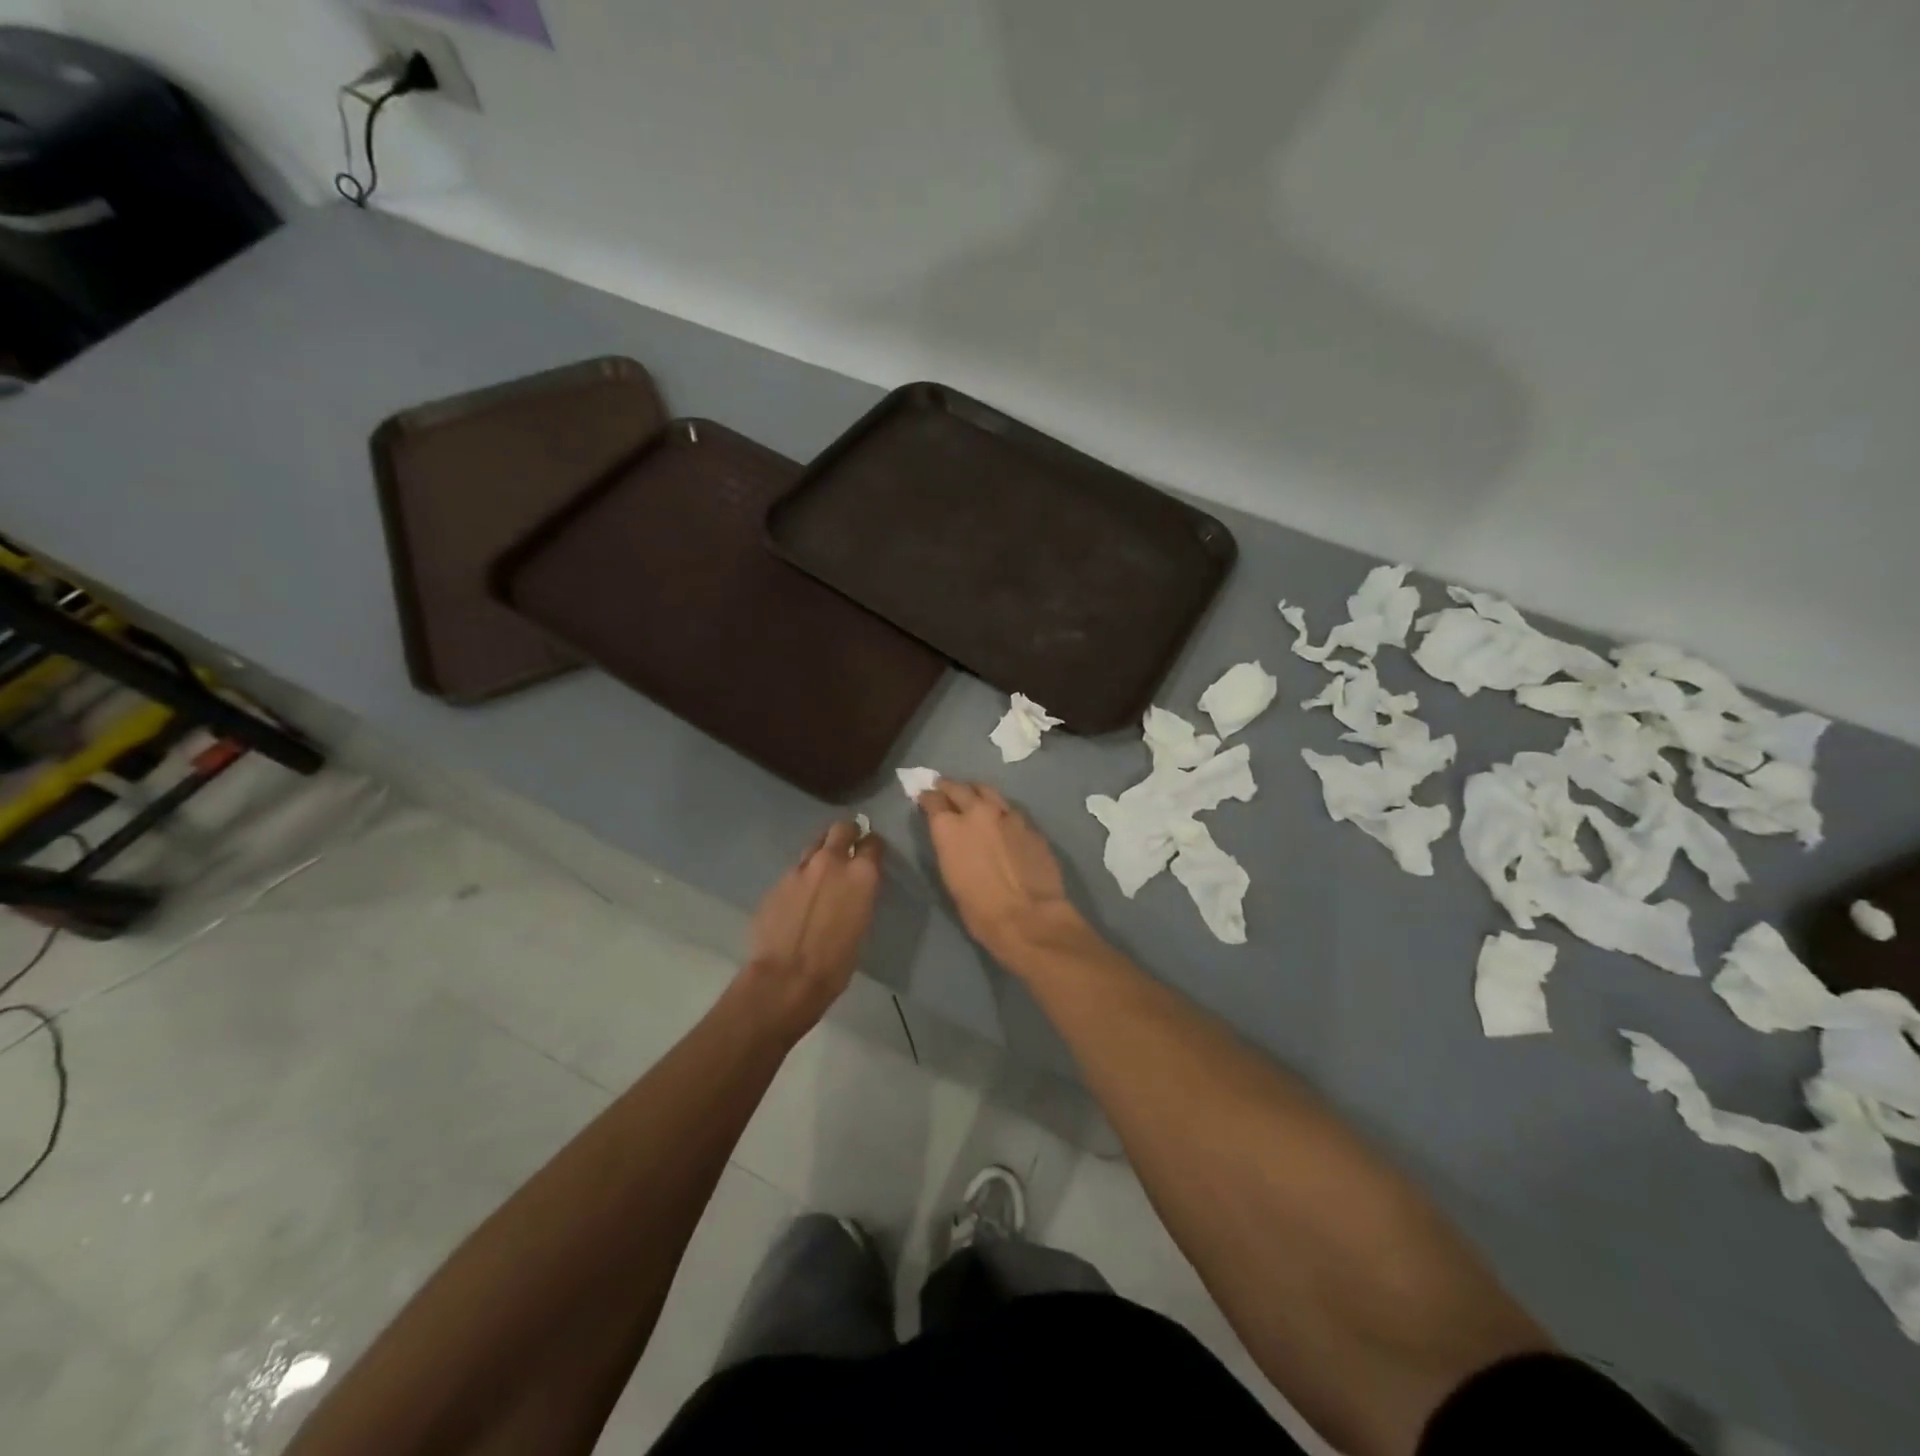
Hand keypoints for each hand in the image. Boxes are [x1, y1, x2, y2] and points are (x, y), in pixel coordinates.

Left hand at [742, 821, 881, 1037]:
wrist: (787, 978)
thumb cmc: (837, 961)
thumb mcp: (862, 923)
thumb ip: (859, 894)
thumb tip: (855, 886)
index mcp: (861, 873)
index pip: (873, 842)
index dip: (872, 846)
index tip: (871, 853)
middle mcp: (831, 861)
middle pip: (841, 829)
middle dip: (846, 834)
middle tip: (847, 847)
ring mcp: (800, 869)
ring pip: (814, 846)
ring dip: (821, 854)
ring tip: (820, 874)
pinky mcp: (777, 882)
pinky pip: (794, 871)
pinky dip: (800, 878)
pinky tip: (798, 898)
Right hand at [918, 780, 1087, 969]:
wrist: (1028, 917)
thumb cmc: (979, 909)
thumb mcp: (951, 877)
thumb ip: (949, 847)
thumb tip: (951, 837)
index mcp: (950, 827)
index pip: (932, 800)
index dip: (927, 798)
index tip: (925, 797)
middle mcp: (977, 812)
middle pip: (960, 788)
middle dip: (949, 787)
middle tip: (944, 787)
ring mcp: (1008, 815)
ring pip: (988, 792)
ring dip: (977, 793)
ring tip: (974, 797)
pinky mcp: (1030, 825)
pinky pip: (1011, 811)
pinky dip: (1001, 812)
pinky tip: (1002, 822)